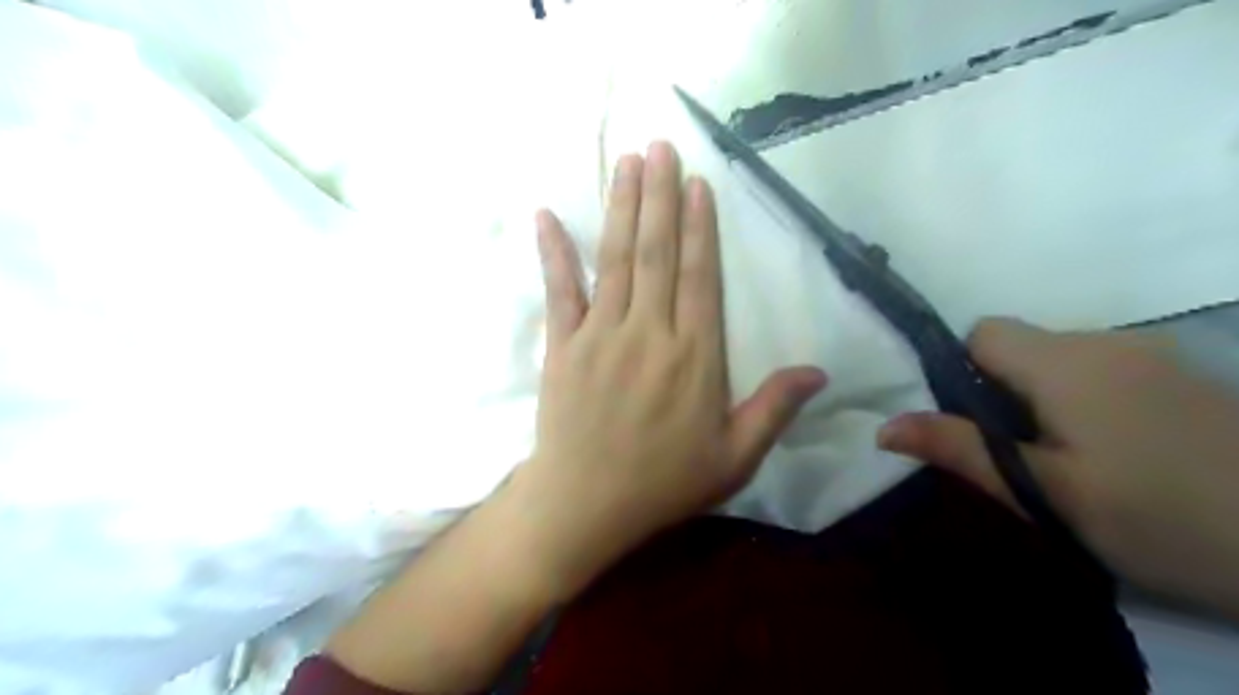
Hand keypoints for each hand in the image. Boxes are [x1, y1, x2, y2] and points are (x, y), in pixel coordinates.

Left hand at [509, 140, 825, 595]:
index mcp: (694, 357)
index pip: (699, 278)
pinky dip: (553, 252)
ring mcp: (600, 336)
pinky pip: (558, 291)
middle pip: (657, 253)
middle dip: (660, 197)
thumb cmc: (663, 483)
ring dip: (622, 208)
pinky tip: (546, 215)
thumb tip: (819, 371)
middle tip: (660, 147)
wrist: (584, 505)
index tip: (697, 184)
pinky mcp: (562, 346)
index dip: (700, 228)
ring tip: (627, 162)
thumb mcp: (734, 458)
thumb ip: (774, 409)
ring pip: (616, 260)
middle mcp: (648, 334)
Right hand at [879, 317, 1238, 616]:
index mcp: (1064, 360)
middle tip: (1016, 456)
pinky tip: (1115, 455)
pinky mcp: (1182, 378)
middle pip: (1019, 346)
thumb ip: (960, 449)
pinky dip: (1083, 402)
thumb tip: (882, 427)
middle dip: (999, 391)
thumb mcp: (1045, 492)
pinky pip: (1101, 373)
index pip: (982, 332)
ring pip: (1059, 361)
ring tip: (1065, 464)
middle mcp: (1105, 341)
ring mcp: (1151, 356)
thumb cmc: (1162, 517)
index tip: (972, 423)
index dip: (961, 369)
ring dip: (1041, 399)